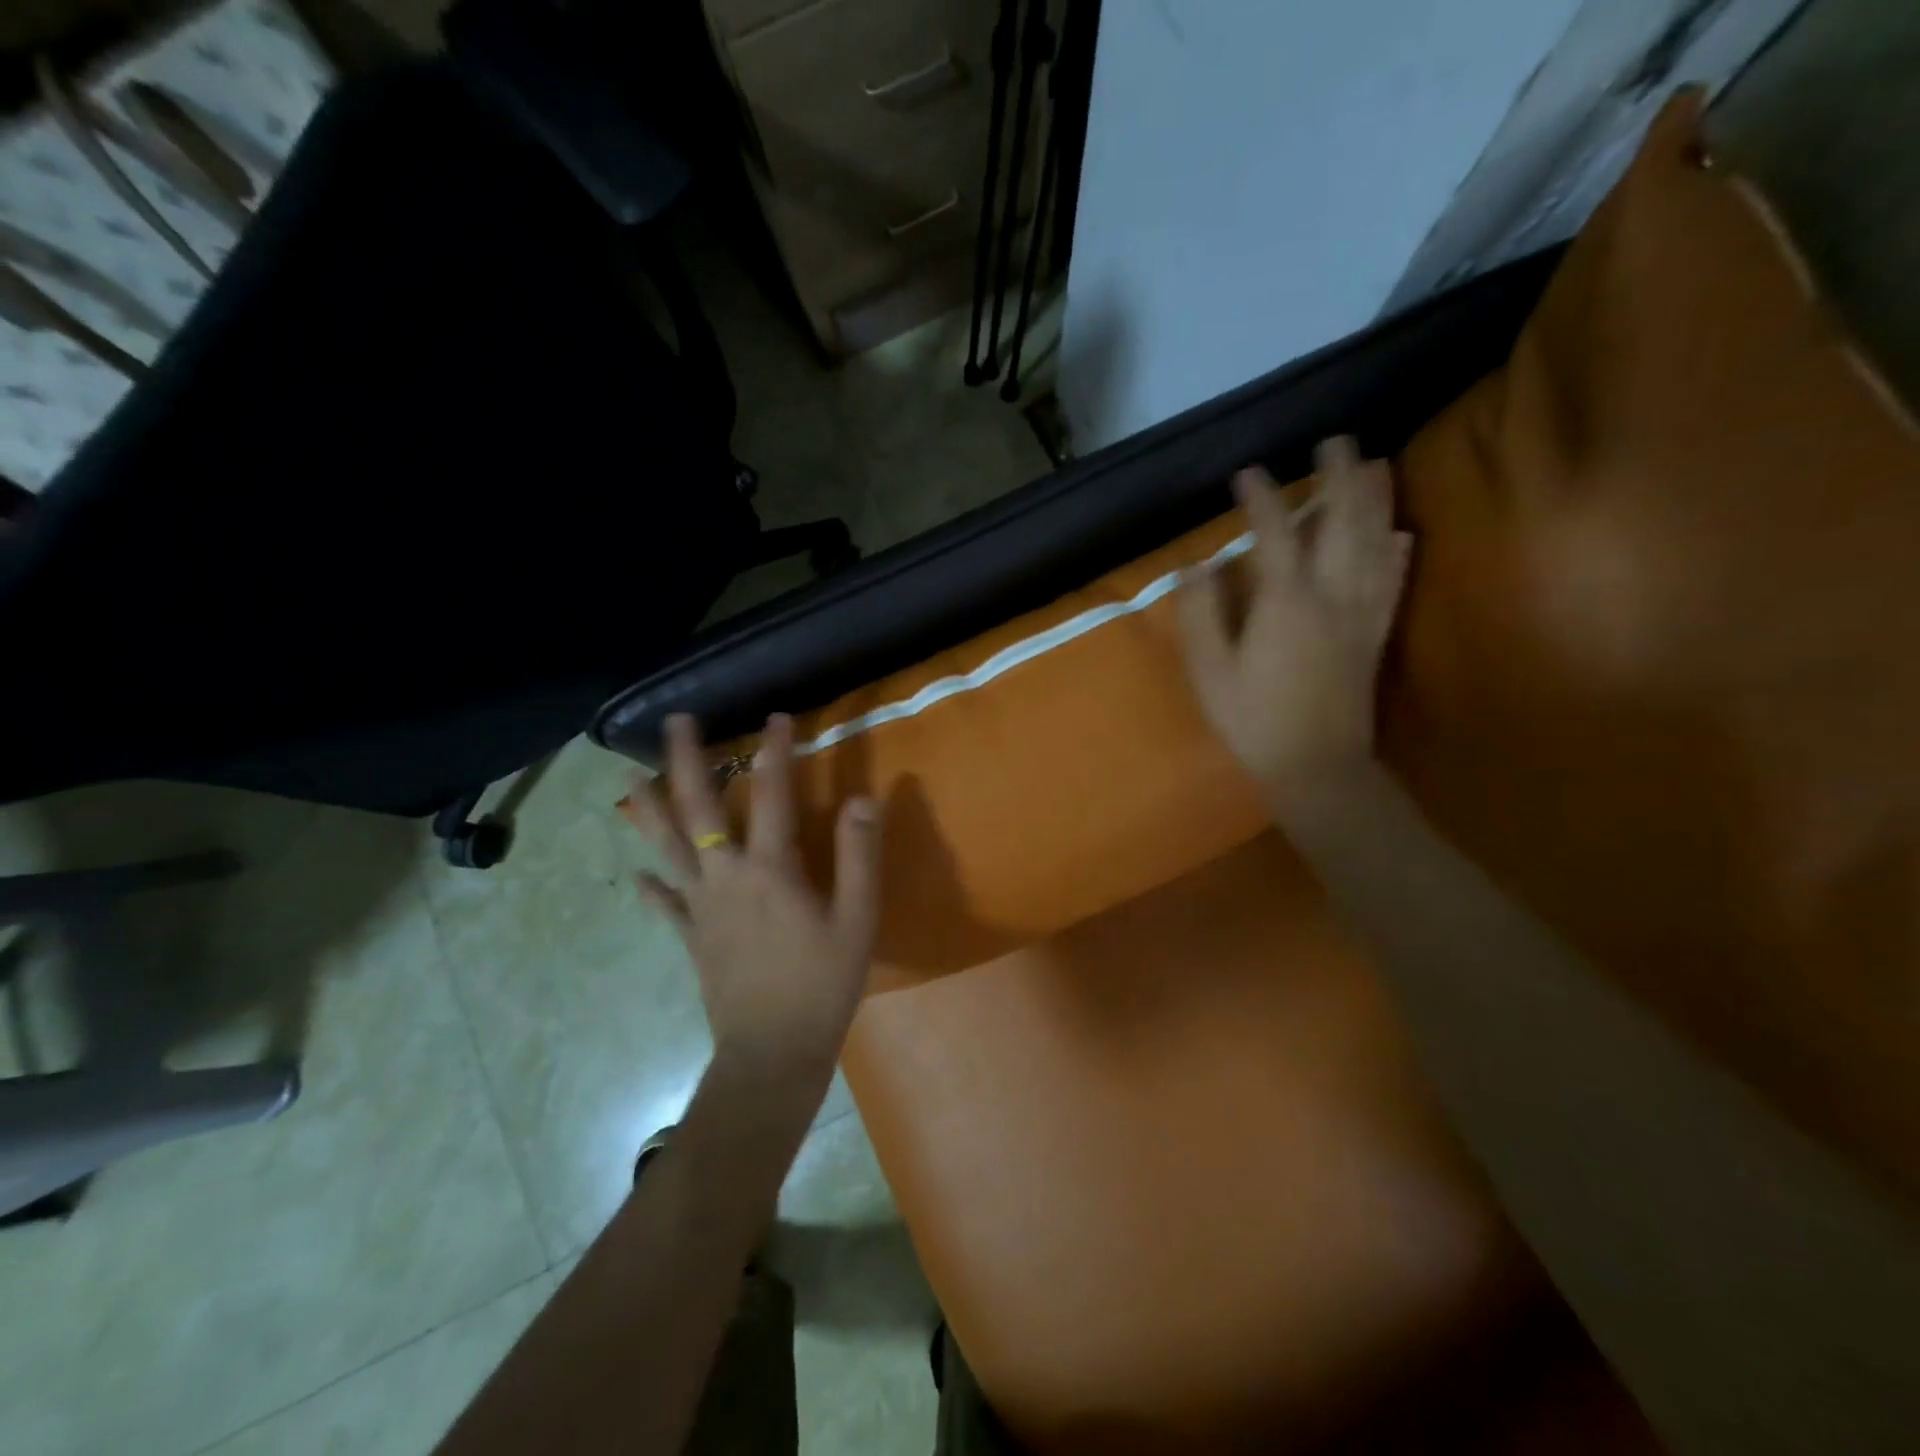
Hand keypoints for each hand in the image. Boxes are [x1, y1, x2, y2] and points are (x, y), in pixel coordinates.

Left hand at [628, 713, 881, 1085]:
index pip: (772, 794)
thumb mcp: (857, 920)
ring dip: (649, 810)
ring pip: (667, 848)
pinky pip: (665, 905)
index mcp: (769, 868)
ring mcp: (701, 908)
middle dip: (686, 760)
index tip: (776, 717)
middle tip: (675, 721)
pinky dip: (651, 888)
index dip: (775, 752)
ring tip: (629, 781)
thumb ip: (859, 857)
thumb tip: (862, 799)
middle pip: (698, 808)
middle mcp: (726, 877)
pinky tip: (637, 876)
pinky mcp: (692, 938)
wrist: (771, 1053)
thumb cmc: (822, 984)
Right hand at [1178, 437, 1412, 804]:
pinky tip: (1402, 533)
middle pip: (1341, 523)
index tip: (1247, 472)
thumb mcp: (1210, 672)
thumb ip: (1202, 615)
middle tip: (1336, 440)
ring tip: (1376, 464)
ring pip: (1376, 543)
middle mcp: (1332, 595)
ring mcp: (1360, 613)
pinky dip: (1399, 551)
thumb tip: (1196, 566)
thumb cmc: (1253, 720)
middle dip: (1338, 477)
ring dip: (1376, 500)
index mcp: (1285, 602)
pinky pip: (1393, 581)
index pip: (1274, 533)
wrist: (1317, 767)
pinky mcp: (1374, 635)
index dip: (1260, 498)